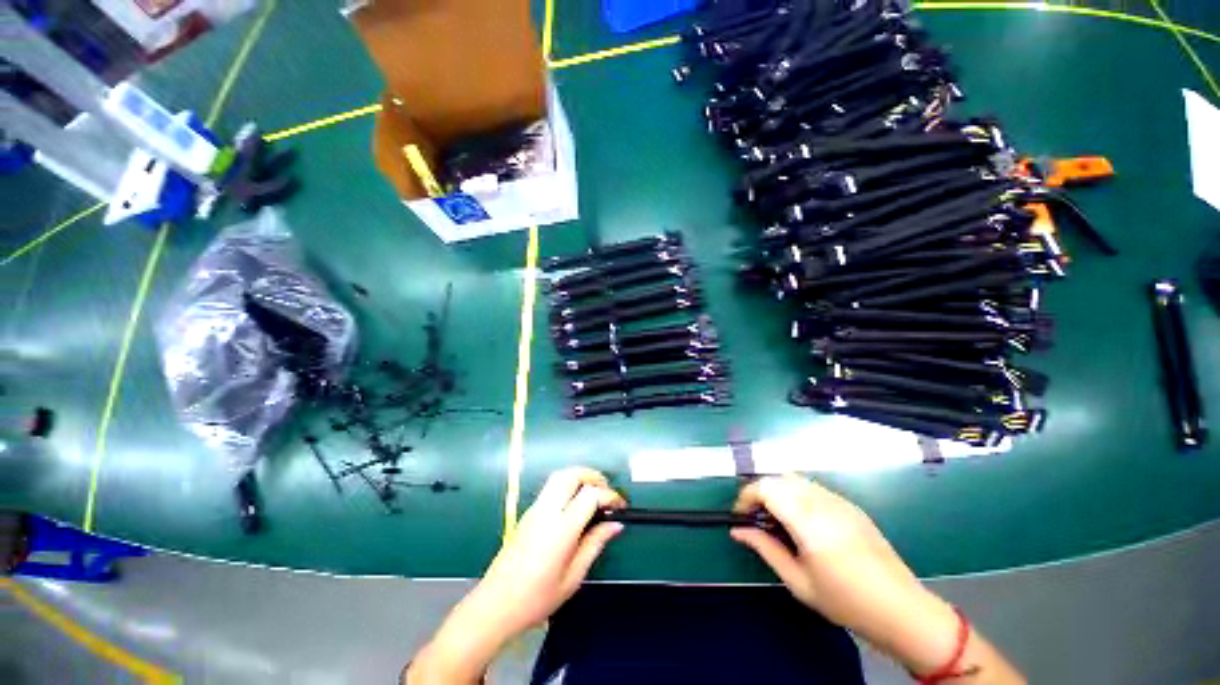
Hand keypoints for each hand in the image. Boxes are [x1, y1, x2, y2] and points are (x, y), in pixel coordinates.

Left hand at [477, 467, 625, 633]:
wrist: (495, 605)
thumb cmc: (537, 598)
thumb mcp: (573, 576)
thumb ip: (595, 544)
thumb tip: (615, 524)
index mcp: (561, 528)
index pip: (589, 495)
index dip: (609, 496)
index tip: (620, 506)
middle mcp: (547, 511)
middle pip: (571, 475)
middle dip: (592, 476)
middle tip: (606, 491)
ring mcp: (535, 509)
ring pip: (559, 476)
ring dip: (579, 477)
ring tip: (593, 494)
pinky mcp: (528, 513)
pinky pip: (551, 488)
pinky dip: (567, 486)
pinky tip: (575, 505)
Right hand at [730, 475, 961, 673]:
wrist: (902, 609)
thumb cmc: (846, 602)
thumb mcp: (798, 582)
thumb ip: (765, 549)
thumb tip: (737, 530)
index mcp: (810, 523)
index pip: (767, 487)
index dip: (747, 495)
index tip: (741, 514)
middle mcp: (823, 503)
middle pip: (779, 478)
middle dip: (760, 491)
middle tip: (756, 517)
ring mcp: (840, 501)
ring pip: (796, 479)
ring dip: (778, 490)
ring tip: (777, 518)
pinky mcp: (850, 505)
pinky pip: (813, 487)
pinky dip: (797, 494)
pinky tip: (802, 520)